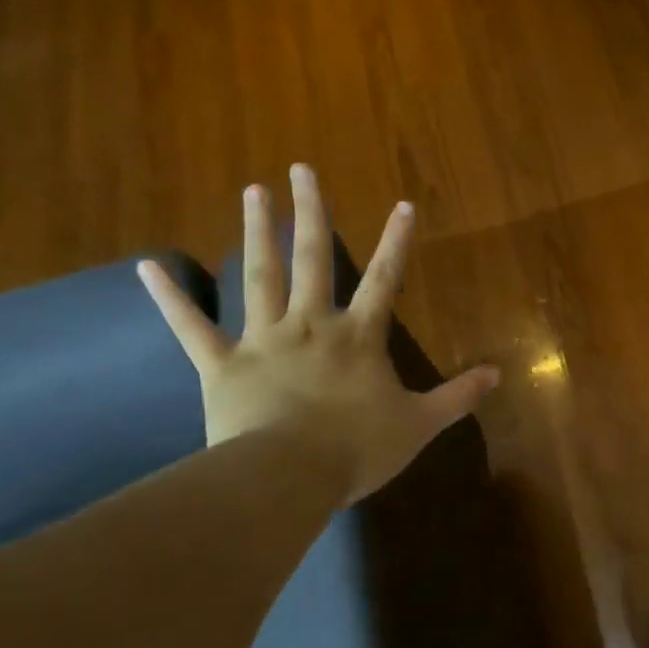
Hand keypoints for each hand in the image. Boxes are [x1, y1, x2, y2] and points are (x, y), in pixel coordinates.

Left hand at [138, 165, 497, 502]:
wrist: (288, 477)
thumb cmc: (358, 448)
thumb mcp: (420, 423)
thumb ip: (458, 395)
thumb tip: (498, 373)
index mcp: (358, 337)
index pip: (385, 279)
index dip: (396, 242)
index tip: (403, 204)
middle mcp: (311, 325)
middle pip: (313, 260)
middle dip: (311, 214)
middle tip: (300, 170)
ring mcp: (263, 340)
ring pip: (259, 277)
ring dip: (256, 233)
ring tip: (253, 192)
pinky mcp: (222, 365)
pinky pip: (193, 327)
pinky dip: (171, 298)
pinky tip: (149, 267)